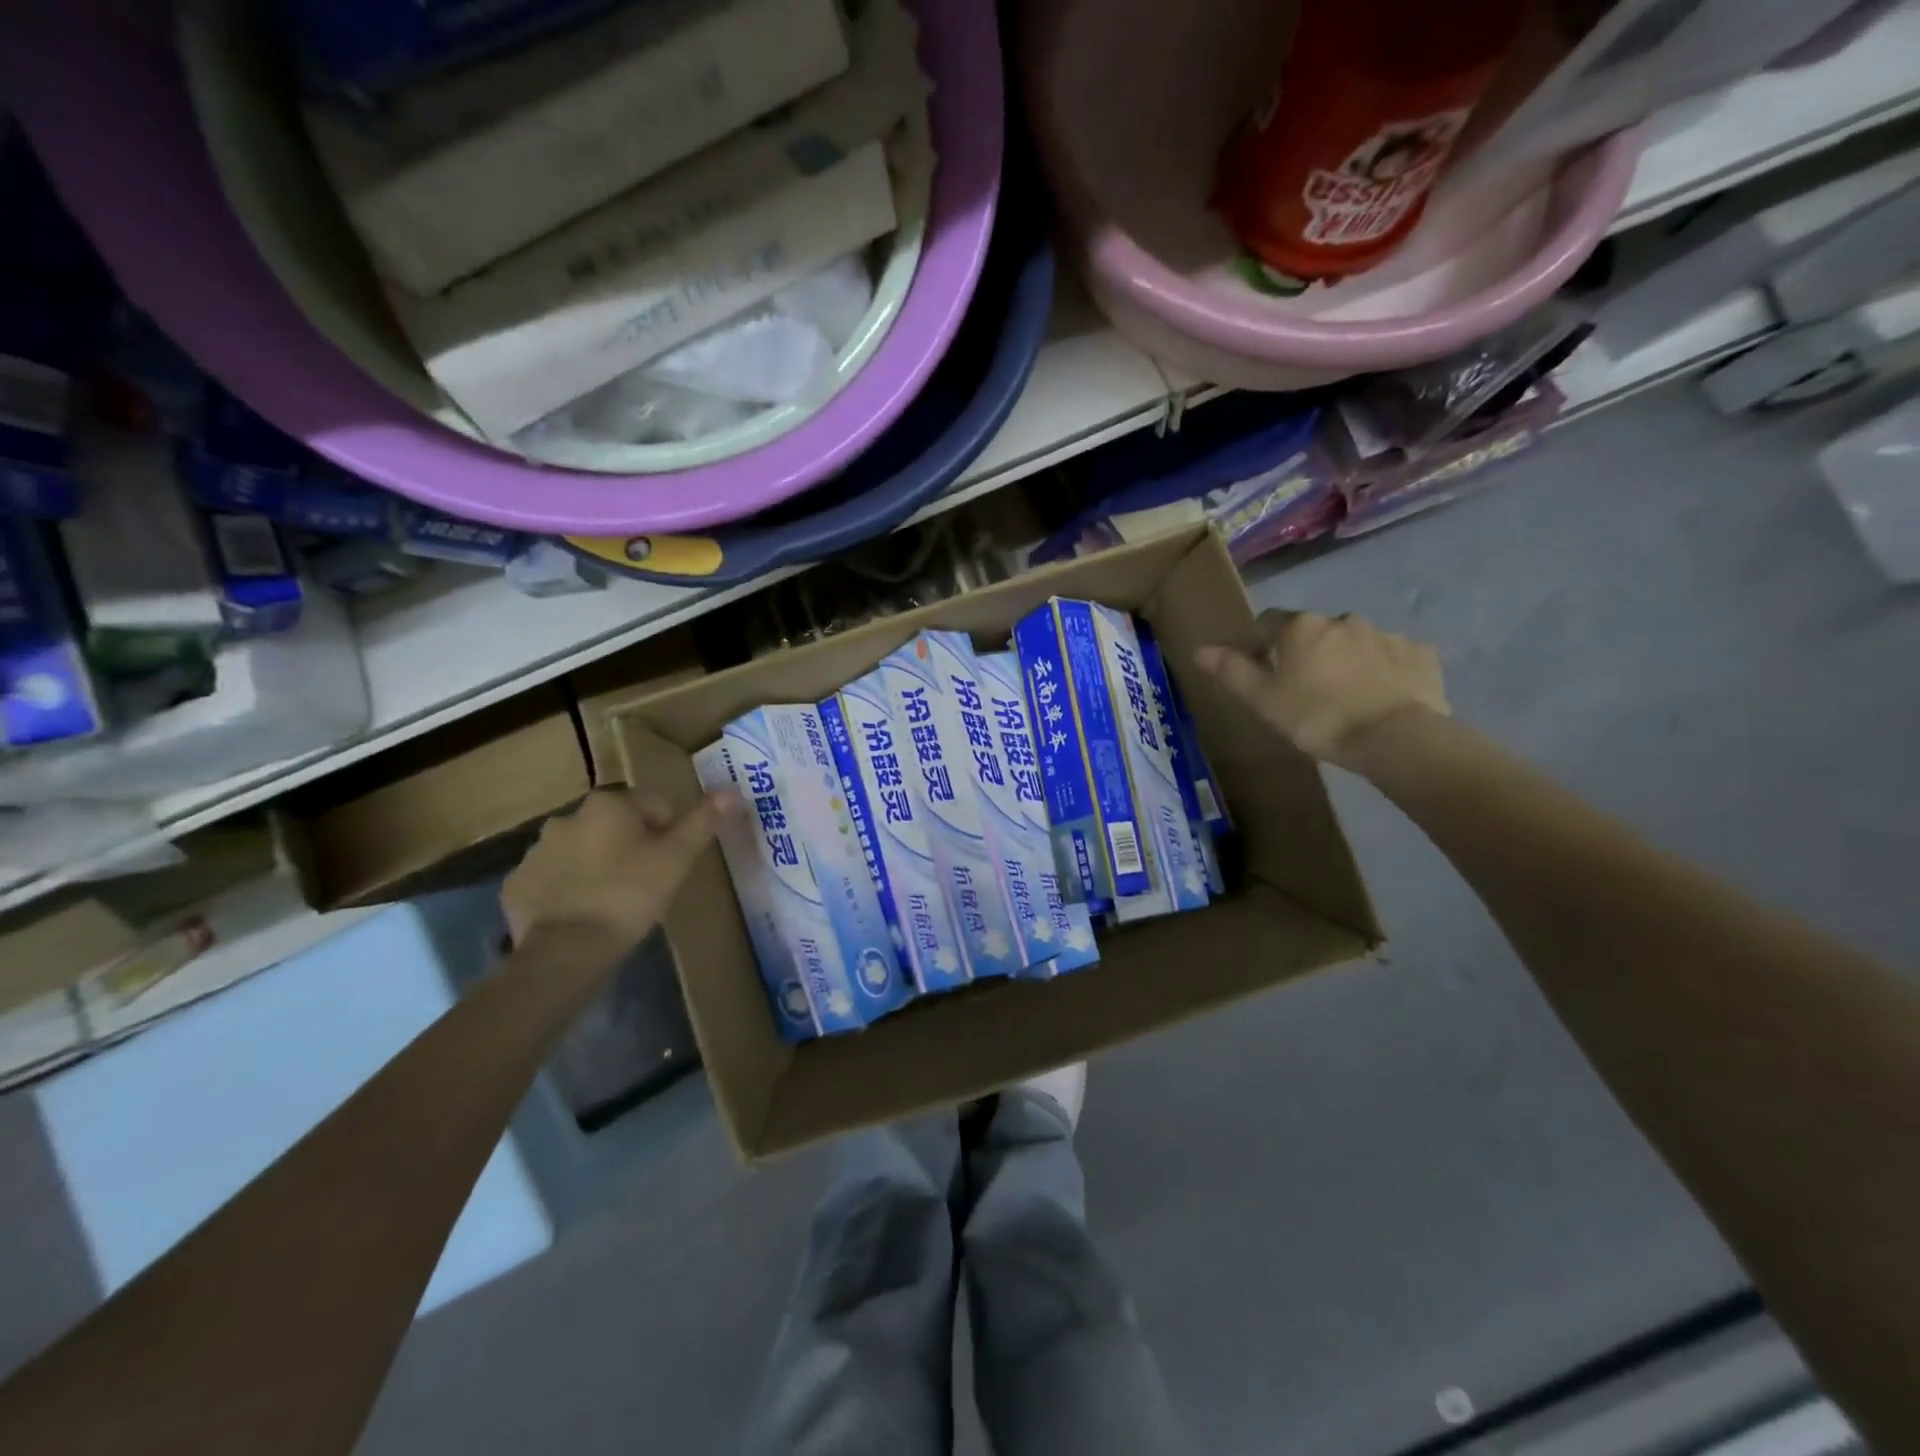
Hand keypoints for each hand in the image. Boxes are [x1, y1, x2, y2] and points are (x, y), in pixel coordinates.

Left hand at [502, 789, 733, 952]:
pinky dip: (567, 890)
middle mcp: (567, 817)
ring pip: (581, 851)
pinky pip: (552, 880)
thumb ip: (702, 822)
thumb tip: (731, 791)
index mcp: (608, 804)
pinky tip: (582, 915)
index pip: (654, 806)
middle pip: (614, 826)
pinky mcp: (517, 885)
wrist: (567, 950)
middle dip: (630, 846)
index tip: (672, 864)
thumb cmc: (630, 894)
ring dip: (598, 866)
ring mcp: (536, 852)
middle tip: (646, 883)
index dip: (669, 834)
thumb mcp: (677, 858)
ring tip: (614, 902)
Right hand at [1196, 609, 1448, 768]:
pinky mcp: (1420, 654)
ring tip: (1347, 698)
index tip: (1266, 672)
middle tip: (1306, 691)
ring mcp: (1385, 634)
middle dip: (1309, 652)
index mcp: (1301, 627)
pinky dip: (1384, 671)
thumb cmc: (1316, 717)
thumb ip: (1232, 671)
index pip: (1269, 622)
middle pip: (1315, 631)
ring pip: (1355, 643)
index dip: (1264, 644)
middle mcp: (1342, 620)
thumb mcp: (1263, 700)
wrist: (1394, 737)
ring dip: (1347, 660)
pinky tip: (1381, 698)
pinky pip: (1394, 657)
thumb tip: (1200, 649)